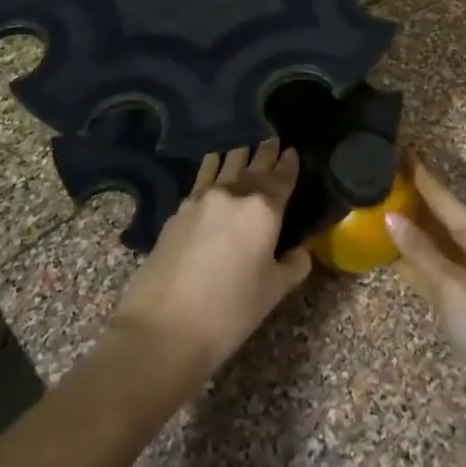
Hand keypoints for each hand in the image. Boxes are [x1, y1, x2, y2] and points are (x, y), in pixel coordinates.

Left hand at [110, 141, 310, 380]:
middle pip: (254, 165)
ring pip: (225, 164)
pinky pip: (202, 177)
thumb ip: (293, 265)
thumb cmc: (230, 311)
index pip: (282, 178)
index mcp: (264, 210)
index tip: (292, 150)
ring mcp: (202, 199)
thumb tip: (301, 250)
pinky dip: (212, 166)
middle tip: (272, 138)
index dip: (289, 163)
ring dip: (239, 153)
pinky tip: (213, 163)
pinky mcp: (178, 210)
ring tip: (245, 143)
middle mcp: (234, 193)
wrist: (164, 328)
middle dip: (266, 152)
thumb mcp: (273, 292)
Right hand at [386, 163, 465, 401]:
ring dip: (414, 231)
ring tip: (384, 210)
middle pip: (443, 220)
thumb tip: (390, 216)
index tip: (403, 152)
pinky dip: (416, 262)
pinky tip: (395, 256)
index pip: (446, 200)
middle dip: (417, 201)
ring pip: (438, 246)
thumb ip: (419, 251)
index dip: (423, 178)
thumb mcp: (451, 285)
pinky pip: (436, 271)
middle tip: (387, 179)